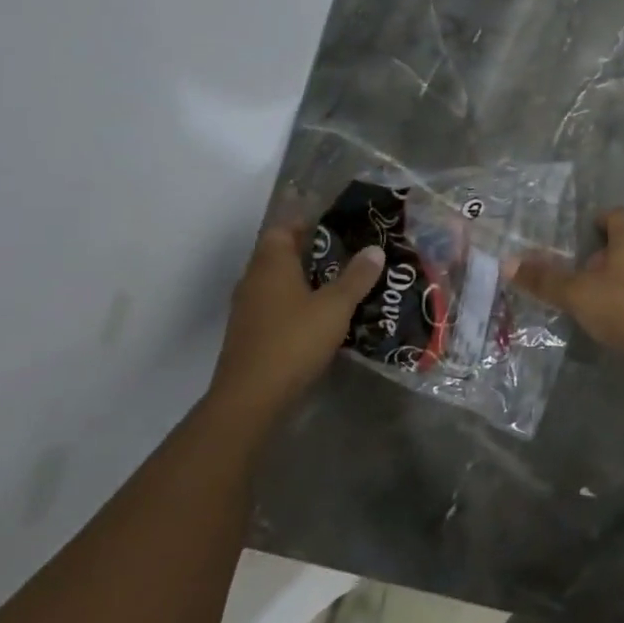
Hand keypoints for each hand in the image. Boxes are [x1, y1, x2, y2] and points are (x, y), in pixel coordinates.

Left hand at [208, 225, 384, 424]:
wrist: (250, 398)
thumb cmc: (294, 340)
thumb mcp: (335, 307)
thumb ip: (356, 277)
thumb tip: (375, 249)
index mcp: (271, 263)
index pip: (284, 228)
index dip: (308, 224)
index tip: (338, 227)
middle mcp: (254, 280)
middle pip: (281, 255)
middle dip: (313, 253)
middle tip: (349, 255)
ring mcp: (248, 309)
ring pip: (279, 283)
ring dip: (305, 282)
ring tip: (342, 286)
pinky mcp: (249, 335)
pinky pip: (276, 307)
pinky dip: (296, 306)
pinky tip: (322, 319)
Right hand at [512, 208, 623, 375]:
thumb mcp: (577, 294)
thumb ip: (545, 279)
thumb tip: (507, 262)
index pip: (618, 215)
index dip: (601, 219)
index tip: (585, 231)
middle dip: (607, 251)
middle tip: (582, 267)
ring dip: (620, 275)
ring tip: (596, 293)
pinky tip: (618, 314)